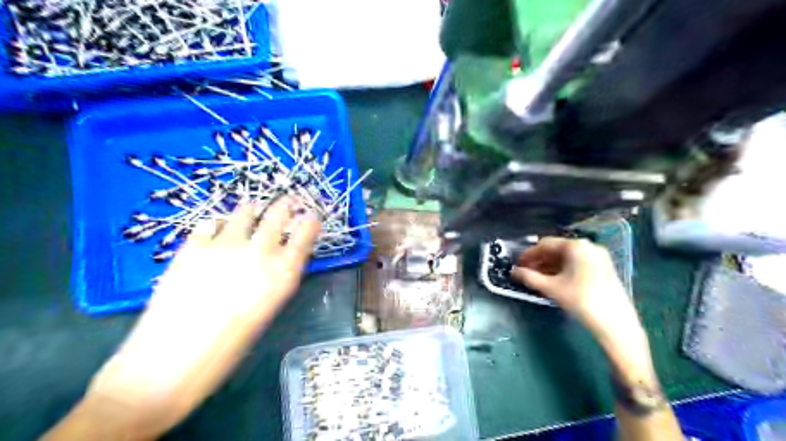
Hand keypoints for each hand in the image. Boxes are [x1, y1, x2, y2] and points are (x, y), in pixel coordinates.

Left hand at [84, 199, 319, 437]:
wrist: (166, 365)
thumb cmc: (226, 350)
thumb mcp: (266, 313)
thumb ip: (275, 280)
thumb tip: (278, 258)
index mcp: (282, 275)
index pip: (306, 234)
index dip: (310, 220)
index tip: (310, 215)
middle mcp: (258, 253)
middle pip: (278, 214)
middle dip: (286, 204)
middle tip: (288, 200)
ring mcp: (224, 245)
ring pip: (245, 211)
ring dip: (254, 209)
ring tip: (253, 209)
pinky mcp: (193, 246)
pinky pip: (210, 222)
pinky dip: (219, 223)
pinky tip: (217, 230)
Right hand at [510, 239, 644, 345]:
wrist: (615, 323)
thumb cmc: (580, 300)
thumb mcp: (551, 288)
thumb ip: (529, 277)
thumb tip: (514, 272)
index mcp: (576, 246)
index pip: (545, 244)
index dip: (529, 254)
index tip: (518, 264)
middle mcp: (588, 246)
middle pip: (557, 249)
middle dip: (539, 260)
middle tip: (526, 272)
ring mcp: (598, 257)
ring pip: (567, 257)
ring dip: (550, 266)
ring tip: (537, 278)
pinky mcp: (603, 269)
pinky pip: (577, 264)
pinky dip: (563, 270)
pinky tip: (554, 281)